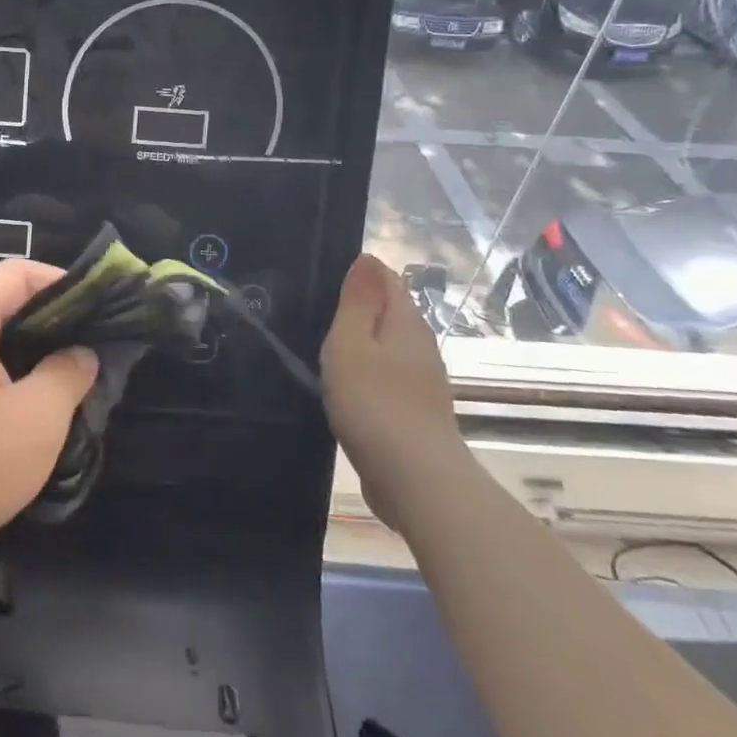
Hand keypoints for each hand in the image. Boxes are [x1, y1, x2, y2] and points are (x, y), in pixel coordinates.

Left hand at [0, 259, 97, 588]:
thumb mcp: (35, 417)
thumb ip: (67, 374)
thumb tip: (82, 353)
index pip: (15, 273)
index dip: (60, 279)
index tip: (99, 307)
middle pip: (6, 307)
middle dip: (56, 322)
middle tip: (98, 347)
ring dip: (40, 360)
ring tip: (81, 383)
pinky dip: (19, 388)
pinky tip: (48, 417)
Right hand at [319, 253, 465, 528]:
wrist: (415, 479)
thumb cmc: (374, 403)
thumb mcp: (351, 344)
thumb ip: (357, 302)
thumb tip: (367, 258)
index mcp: (406, 323)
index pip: (388, 281)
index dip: (360, 273)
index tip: (324, 277)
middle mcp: (420, 346)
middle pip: (390, 313)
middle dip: (358, 307)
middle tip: (315, 310)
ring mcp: (421, 382)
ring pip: (387, 347)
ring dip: (361, 343)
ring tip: (322, 345)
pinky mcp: (413, 412)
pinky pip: (386, 377)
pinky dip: (366, 373)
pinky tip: (344, 385)